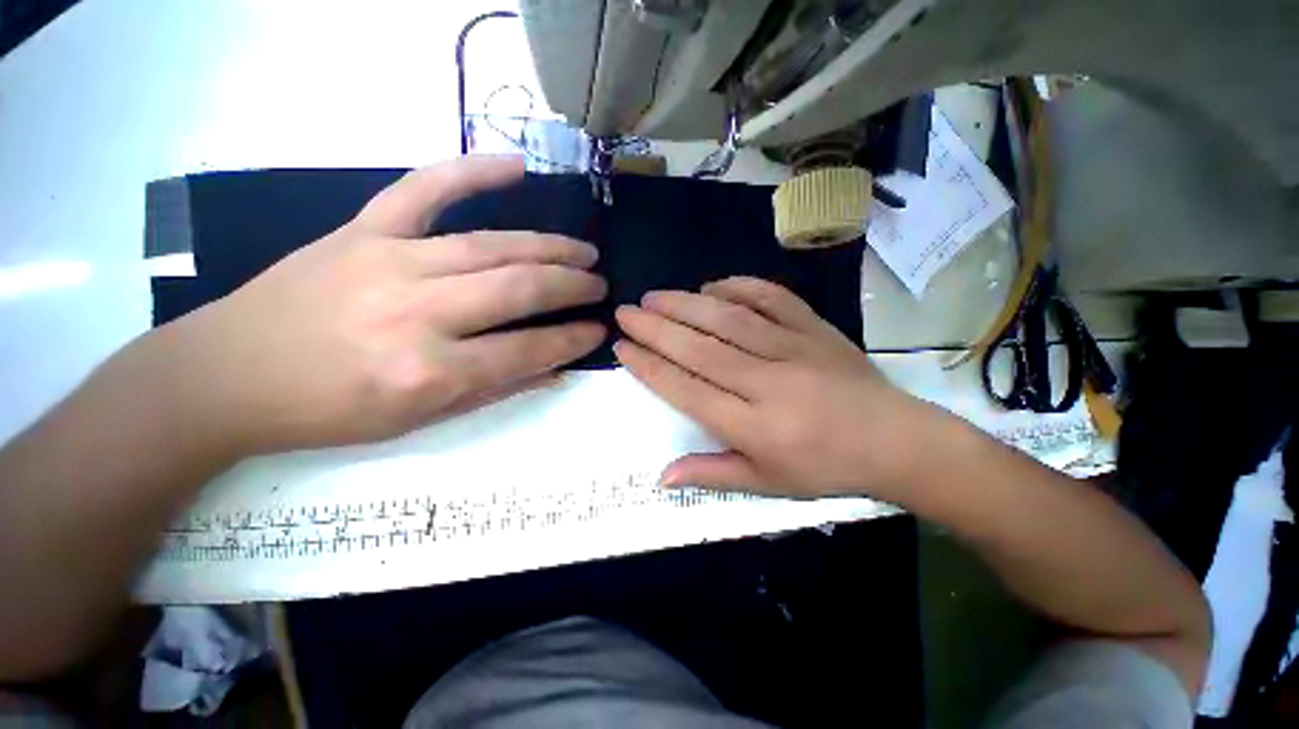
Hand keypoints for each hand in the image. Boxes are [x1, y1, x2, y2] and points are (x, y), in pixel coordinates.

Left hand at [168, 155, 606, 456]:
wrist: (226, 375)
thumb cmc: (327, 411)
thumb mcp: (419, 419)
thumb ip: (495, 388)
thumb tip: (554, 367)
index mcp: (428, 371)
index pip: (527, 350)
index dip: (572, 340)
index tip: (599, 330)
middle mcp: (416, 312)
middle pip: (519, 288)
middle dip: (572, 286)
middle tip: (599, 285)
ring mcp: (388, 261)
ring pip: (492, 245)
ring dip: (549, 247)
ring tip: (583, 252)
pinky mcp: (361, 230)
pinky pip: (424, 189)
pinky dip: (472, 172)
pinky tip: (516, 167)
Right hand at [614, 277, 941, 500]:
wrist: (895, 441)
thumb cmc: (826, 468)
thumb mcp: (767, 484)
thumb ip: (712, 474)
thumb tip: (662, 476)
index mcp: (754, 426)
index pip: (687, 390)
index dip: (650, 367)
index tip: (623, 349)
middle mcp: (767, 382)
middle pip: (700, 349)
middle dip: (656, 329)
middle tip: (626, 313)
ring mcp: (793, 348)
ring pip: (728, 319)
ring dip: (686, 304)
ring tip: (654, 297)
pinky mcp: (814, 328)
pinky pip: (771, 298)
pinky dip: (739, 287)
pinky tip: (712, 286)